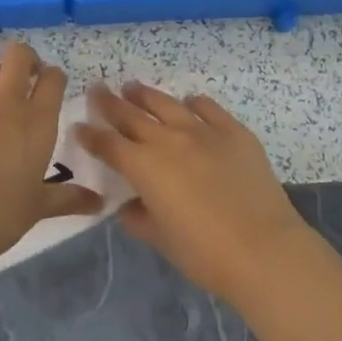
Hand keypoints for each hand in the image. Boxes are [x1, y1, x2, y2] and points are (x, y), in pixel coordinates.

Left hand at [0, 41, 96, 297]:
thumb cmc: (0, 215)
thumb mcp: (38, 208)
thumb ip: (68, 198)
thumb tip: (99, 203)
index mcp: (37, 122)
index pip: (52, 79)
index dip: (53, 76)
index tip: (52, 86)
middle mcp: (5, 105)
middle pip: (17, 56)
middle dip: (24, 59)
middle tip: (26, 78)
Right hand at [75, 82, 309, 301]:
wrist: (263, 248)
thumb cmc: (204, 252)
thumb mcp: (161, 239)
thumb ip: (138, 219)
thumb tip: (128, 206)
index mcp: (144, 167)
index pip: (108, 145)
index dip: (90, 135)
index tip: (79, 126)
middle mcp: (168, 140)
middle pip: (131, 115)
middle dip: (110, 103)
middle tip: (98, 89)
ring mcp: (203, 131)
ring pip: (167, 104)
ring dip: (146, 95)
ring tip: (133, 88)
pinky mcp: (234, 132)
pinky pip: (208, 108)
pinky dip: (195, 103)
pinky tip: (190, 102)